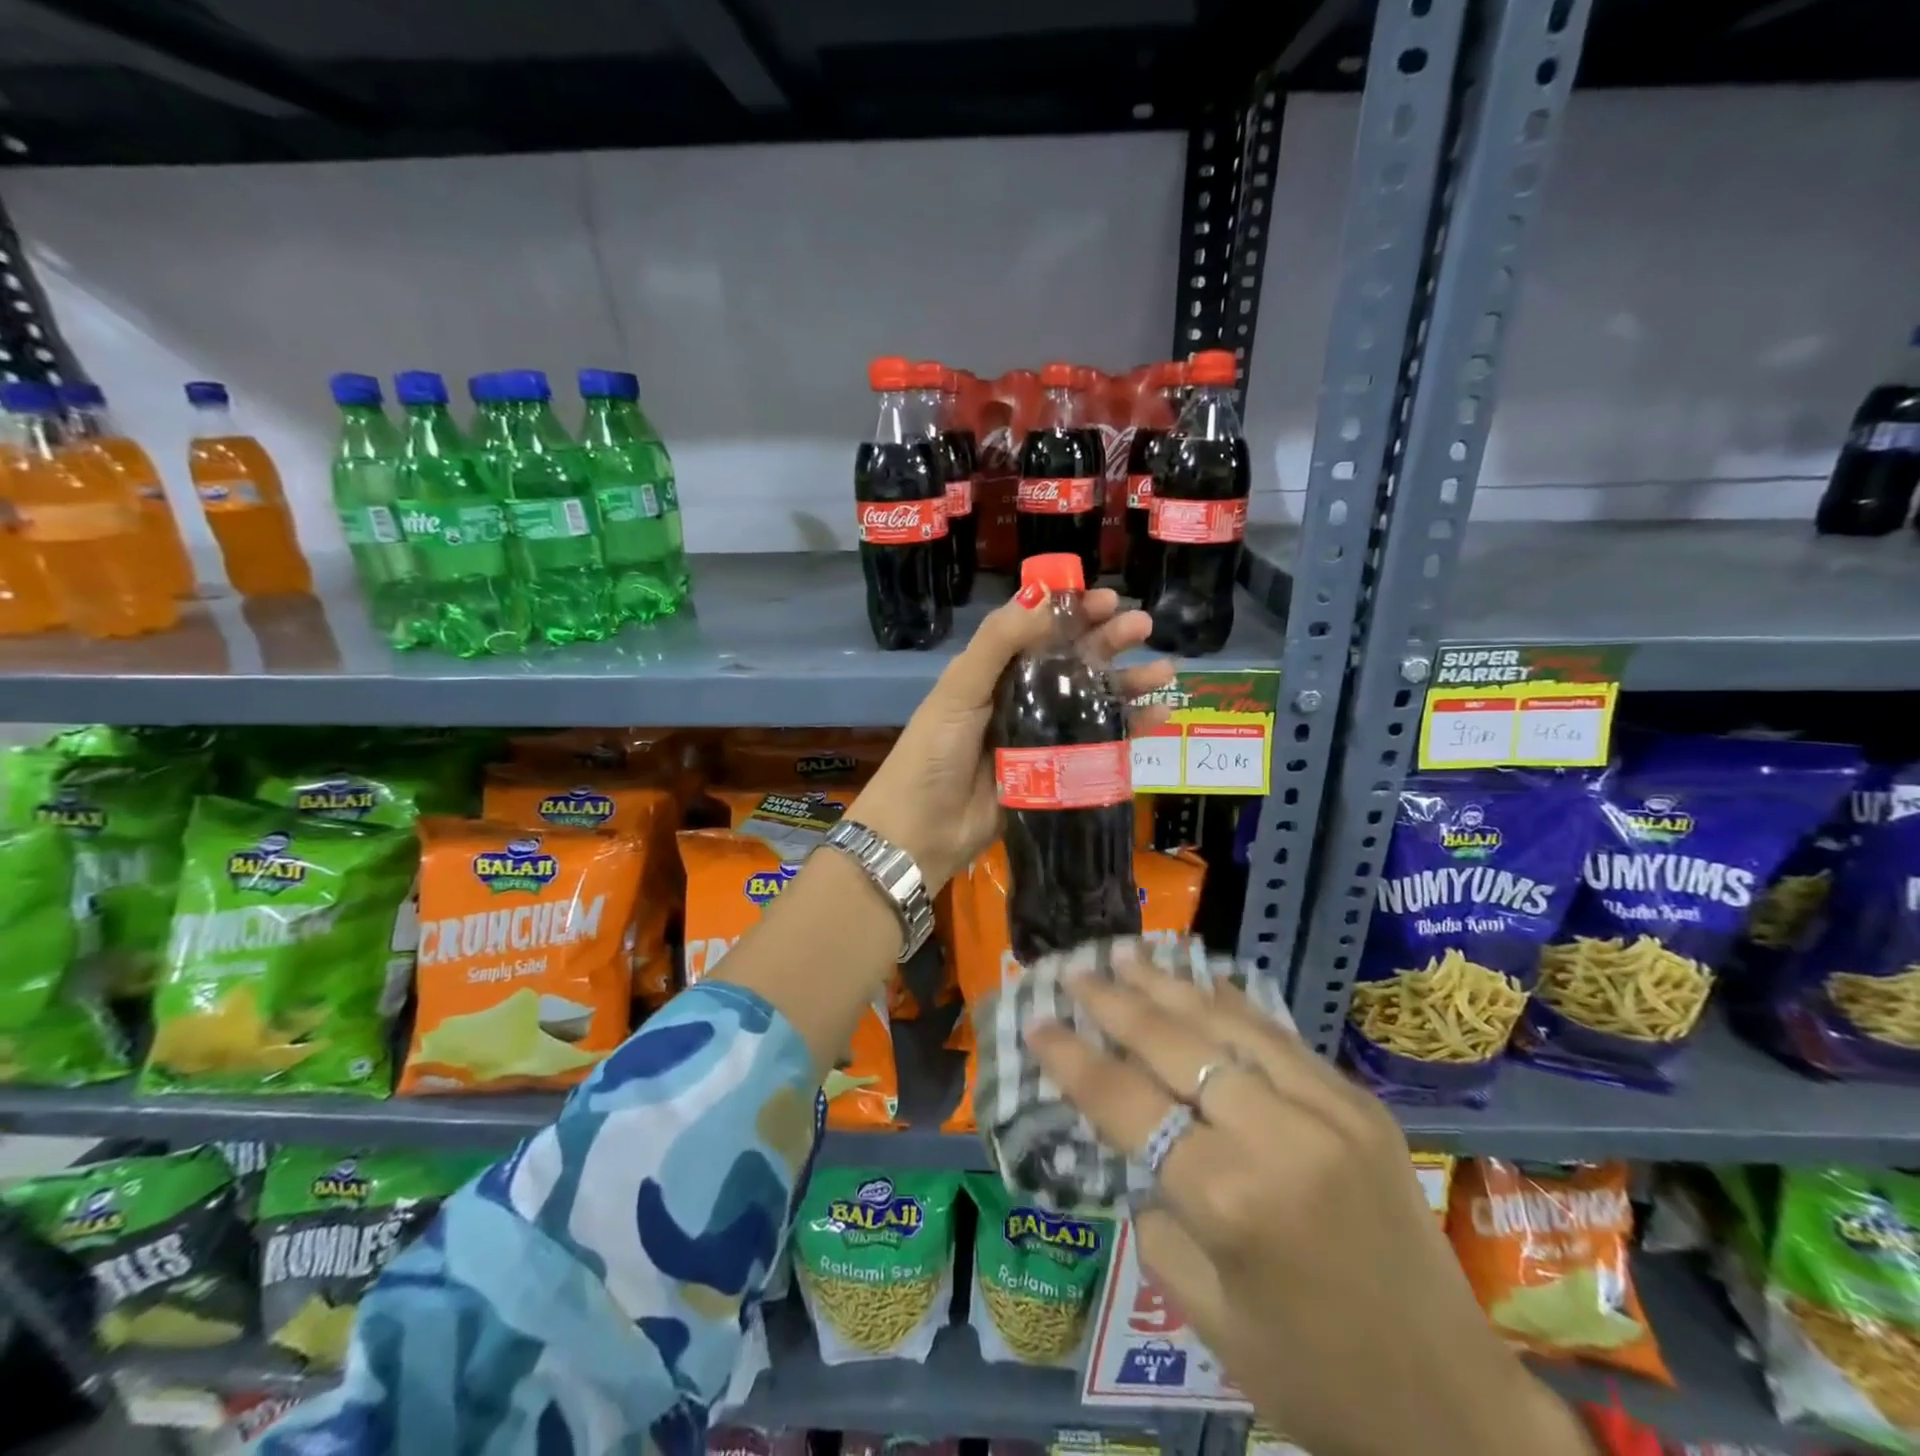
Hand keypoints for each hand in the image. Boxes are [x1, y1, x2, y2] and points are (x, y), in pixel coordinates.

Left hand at [849, 587, 1173, 891]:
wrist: (921, 830)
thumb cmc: (934, 752)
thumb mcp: (960, 689)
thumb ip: (998, 642)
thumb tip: (1043, 594)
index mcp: (993, 673)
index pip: (1040, 632)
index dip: (1073, 613)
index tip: (1108, 599)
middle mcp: (1019, 698)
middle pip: (1071, 663)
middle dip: (1108, 642)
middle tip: (1143, 626)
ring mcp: (1040, 737)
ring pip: (1091, 702)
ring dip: (1127, 684)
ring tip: (1164, 671)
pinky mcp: (1055, 773)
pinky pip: (1097, 745)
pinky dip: (1128, 730)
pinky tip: (1157, 716)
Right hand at [1027, 950, 1594, 1455]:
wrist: (1455, 1407)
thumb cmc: (1313, 1379)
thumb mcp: (1207, 1316)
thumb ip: (1157, 1216)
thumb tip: (1139, 1147)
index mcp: (1231, 1199)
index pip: (1128, 1104)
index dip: (1073, 1059)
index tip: (1036, 1022)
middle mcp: (1278, 1136)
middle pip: (1176, 1046)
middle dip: (1115, 1004)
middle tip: (1075, 973)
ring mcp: (1328, 1109)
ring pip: (1228, 1025)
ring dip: (1169, 986)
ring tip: (1126, 954)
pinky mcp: (1360, 1102)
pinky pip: (1279, 1037)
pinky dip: (1231, 1003)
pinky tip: (1201, 979)